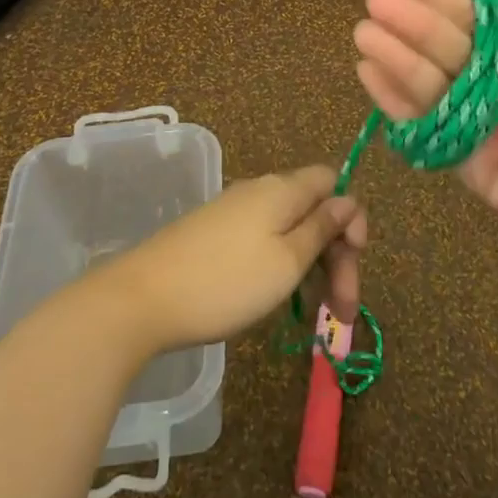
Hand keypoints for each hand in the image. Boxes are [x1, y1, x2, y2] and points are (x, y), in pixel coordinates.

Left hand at [106, 166, 368, 353]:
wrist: (142, 299)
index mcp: (282, 190)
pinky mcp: (213, 234)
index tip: (354, 258)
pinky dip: (281, 267)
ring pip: (289, 229)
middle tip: (343, 312)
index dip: (350, 216)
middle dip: (336, 255)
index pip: (331, 181)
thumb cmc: (226, 282)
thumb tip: (347, 199)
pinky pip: (263, 240)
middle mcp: (259, 191)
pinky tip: (279, 300)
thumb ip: (321, 228)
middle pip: (313, 210)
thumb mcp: (287, 261)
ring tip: (317, 316)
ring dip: (312, 267)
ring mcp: (233, 212)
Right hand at [353, 0, 497, 283]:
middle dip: (408, 15)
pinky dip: (394, 100)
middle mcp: (492, 71)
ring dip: (395, 53)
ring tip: (367, 34)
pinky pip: (424, 123)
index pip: (470, 5)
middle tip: (377, 0)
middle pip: (442, 36)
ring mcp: (475, 113)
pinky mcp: (465, 156)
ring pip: (427, 76)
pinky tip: (370, 75)